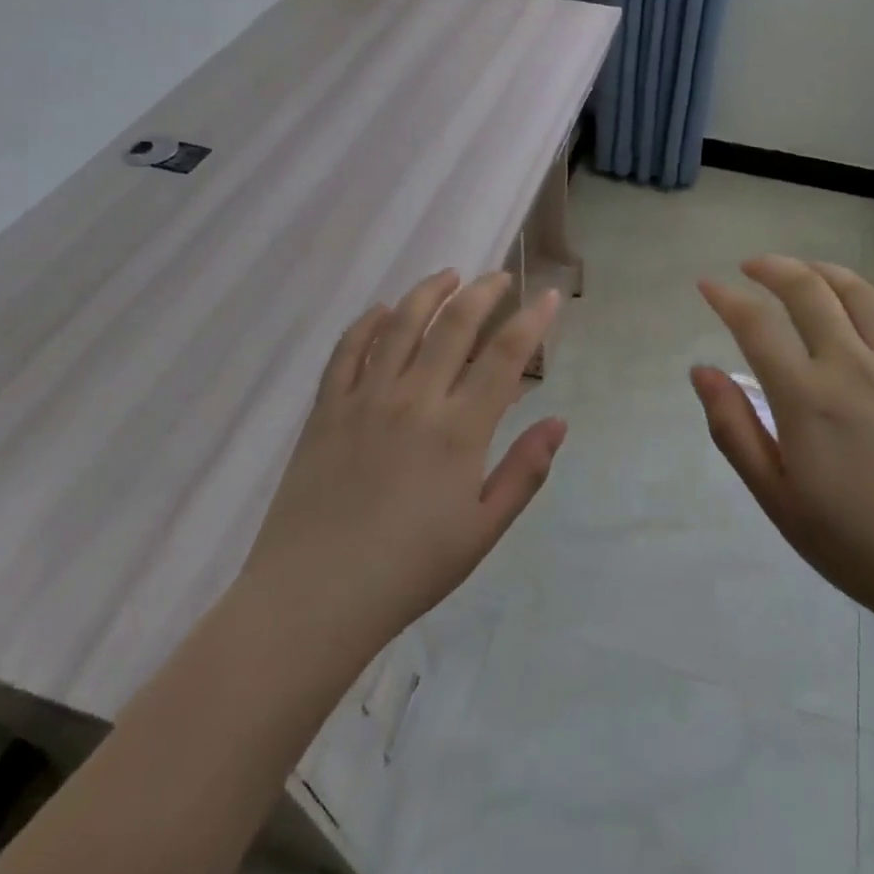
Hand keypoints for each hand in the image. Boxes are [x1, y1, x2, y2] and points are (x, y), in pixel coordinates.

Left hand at [243, 269, 564, 650]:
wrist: (315, 597)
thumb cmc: (409, 570)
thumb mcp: (482, 531)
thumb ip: (524, 472)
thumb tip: (559, 422)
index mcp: (459, 430)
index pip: (506, 356)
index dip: (533, 320)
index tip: (550, 296)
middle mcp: (414, 399)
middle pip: (455, 324)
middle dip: (484, 292)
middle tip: (499, 277)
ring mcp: (364, 398)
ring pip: (400, 323)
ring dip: (429, 292)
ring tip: (448, 275)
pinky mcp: (326, 408)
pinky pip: (346, 349)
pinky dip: (367, 322)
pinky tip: (382, 310)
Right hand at [690, 256, 873, 638]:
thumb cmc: (858, 547)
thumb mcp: (778, 499)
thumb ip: (734, 429)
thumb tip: (701, 371)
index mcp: (807, 398)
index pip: (756, 325)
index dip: (726, 298)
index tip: (707, 285)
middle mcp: (853, 366)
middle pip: (808, 290)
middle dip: (772, 268)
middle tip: (751, 267)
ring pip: (858, 293)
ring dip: (822, 270)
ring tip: (802, 271)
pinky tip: (865, 298)